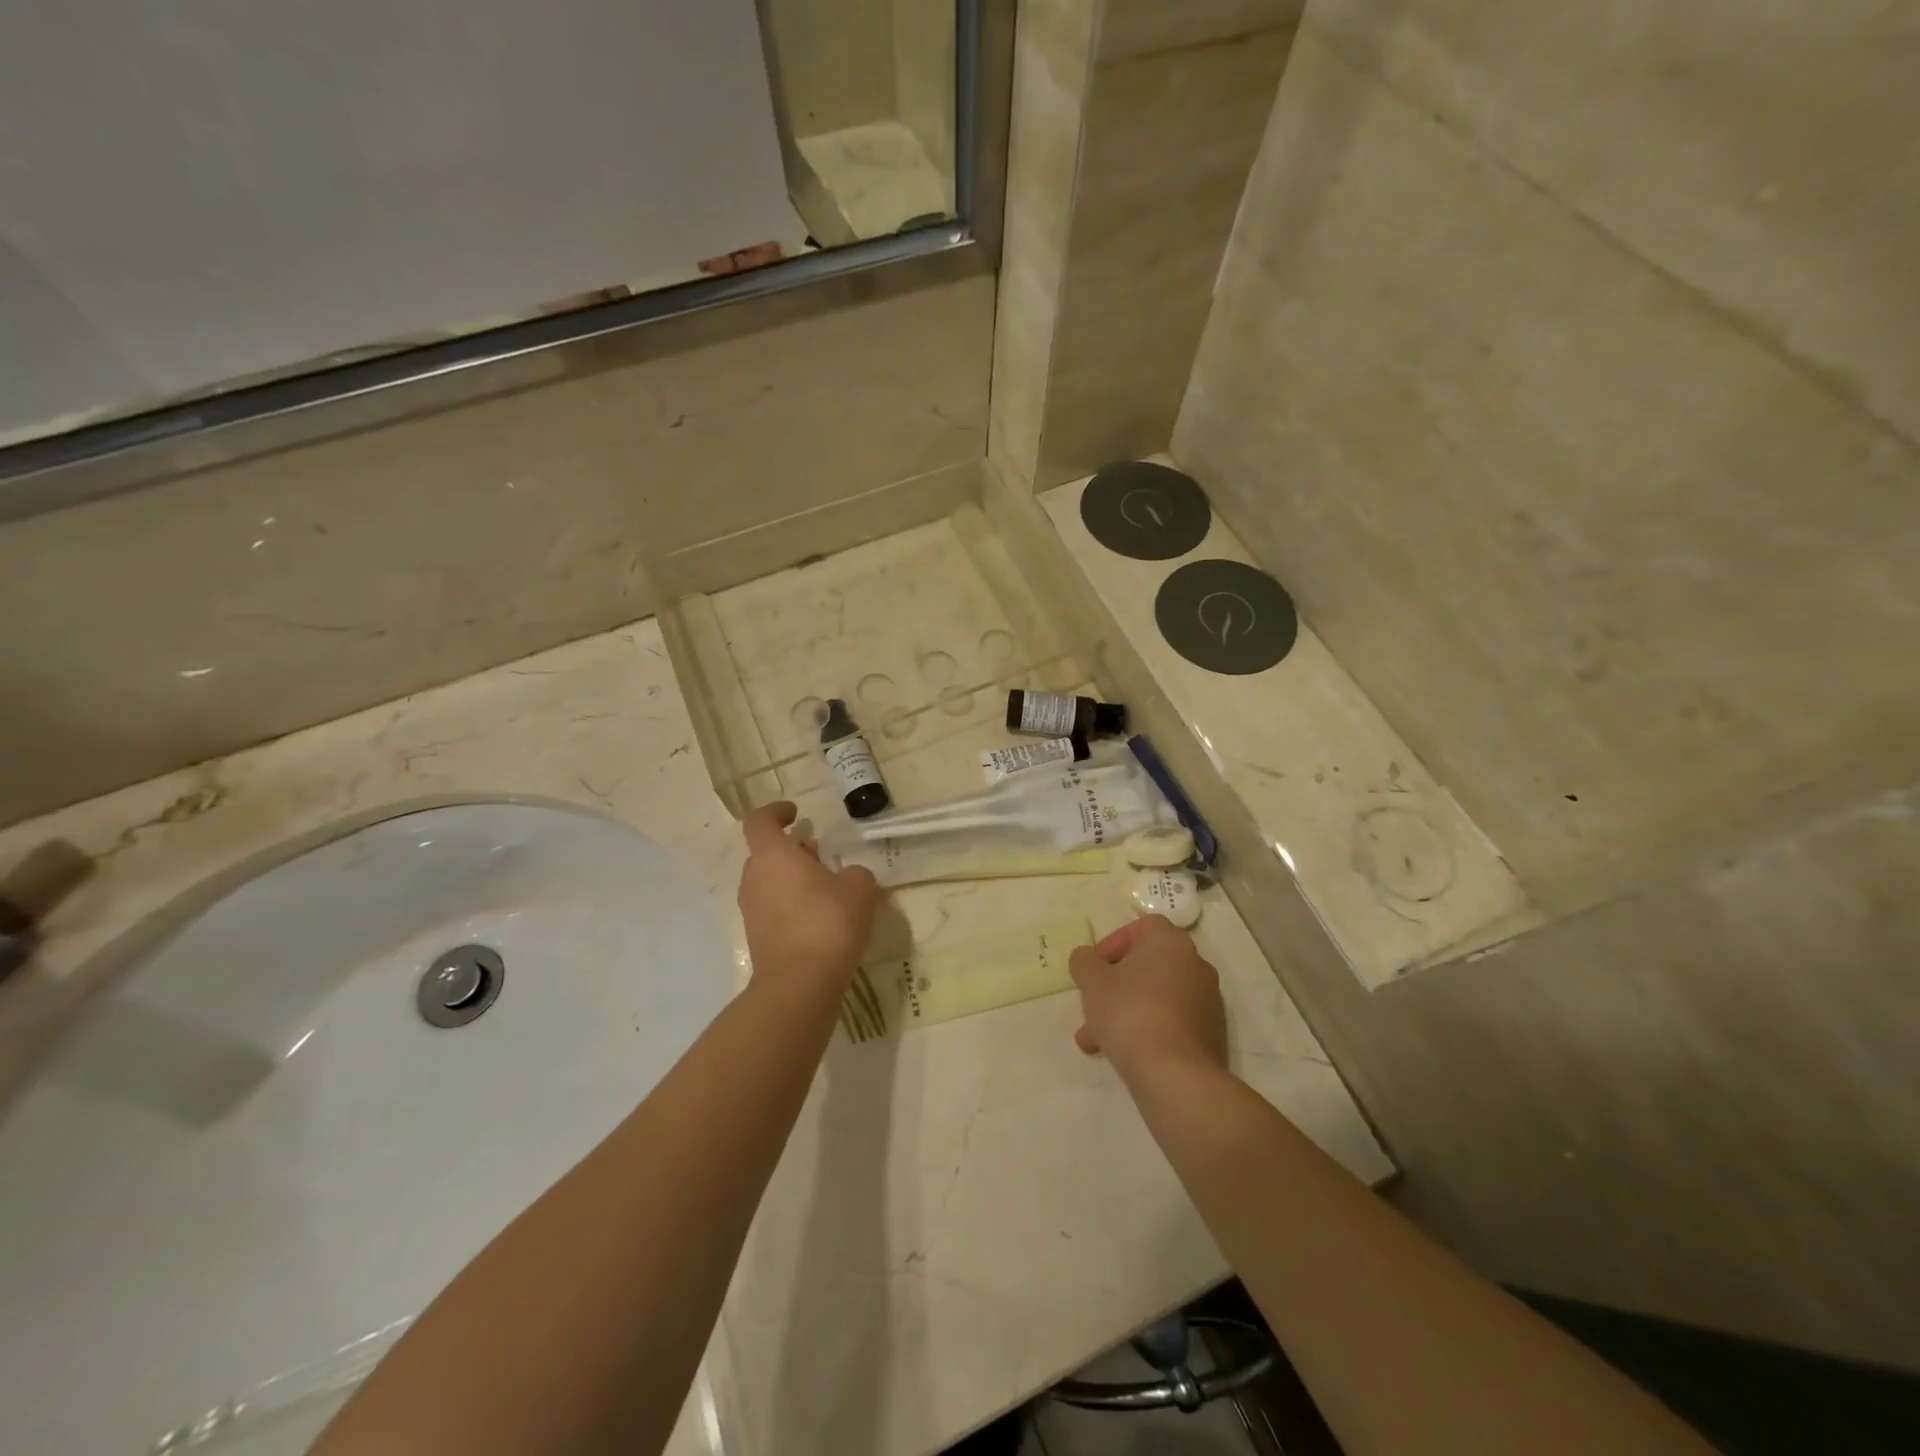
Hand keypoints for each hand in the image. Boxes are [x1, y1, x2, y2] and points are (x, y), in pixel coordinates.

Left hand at [738, 802, 878, 998]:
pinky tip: (820, 919)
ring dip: (792, 880)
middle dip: (792, 851)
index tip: (796, 813)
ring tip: (826, 890)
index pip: (760, 821)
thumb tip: (845, 877)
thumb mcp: (859, 887)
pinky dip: (791, 906)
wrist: (800, 983)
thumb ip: (853, 873)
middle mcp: (754, 878)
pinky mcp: (757, 938)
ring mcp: (751, 910)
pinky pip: (773, 909)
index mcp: (772, 855)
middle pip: (766, 854)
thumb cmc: (828, 922)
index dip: (775, 812)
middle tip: (820, 856)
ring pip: (769, 882)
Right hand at [1069, 915, 1227, 1079]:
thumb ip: (1084, 961)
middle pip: (1147, 966)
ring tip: (1095, 1042)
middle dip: (1114, 986)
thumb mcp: (1092, 981)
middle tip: (1090, 1008)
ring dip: (1125, 1012)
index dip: (1112, 944)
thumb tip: (1088, 958)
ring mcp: (1208, 1001)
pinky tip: (1124, 1055)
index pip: (1140, 928)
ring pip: (1156, 997)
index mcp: (1170, 942)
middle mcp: (1195, 964)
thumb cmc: (1130, 1013)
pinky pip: (1171, 1021)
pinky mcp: (1211, 1034)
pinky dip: (1148, 1030)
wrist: (1177, 1076)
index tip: (1093, 969)